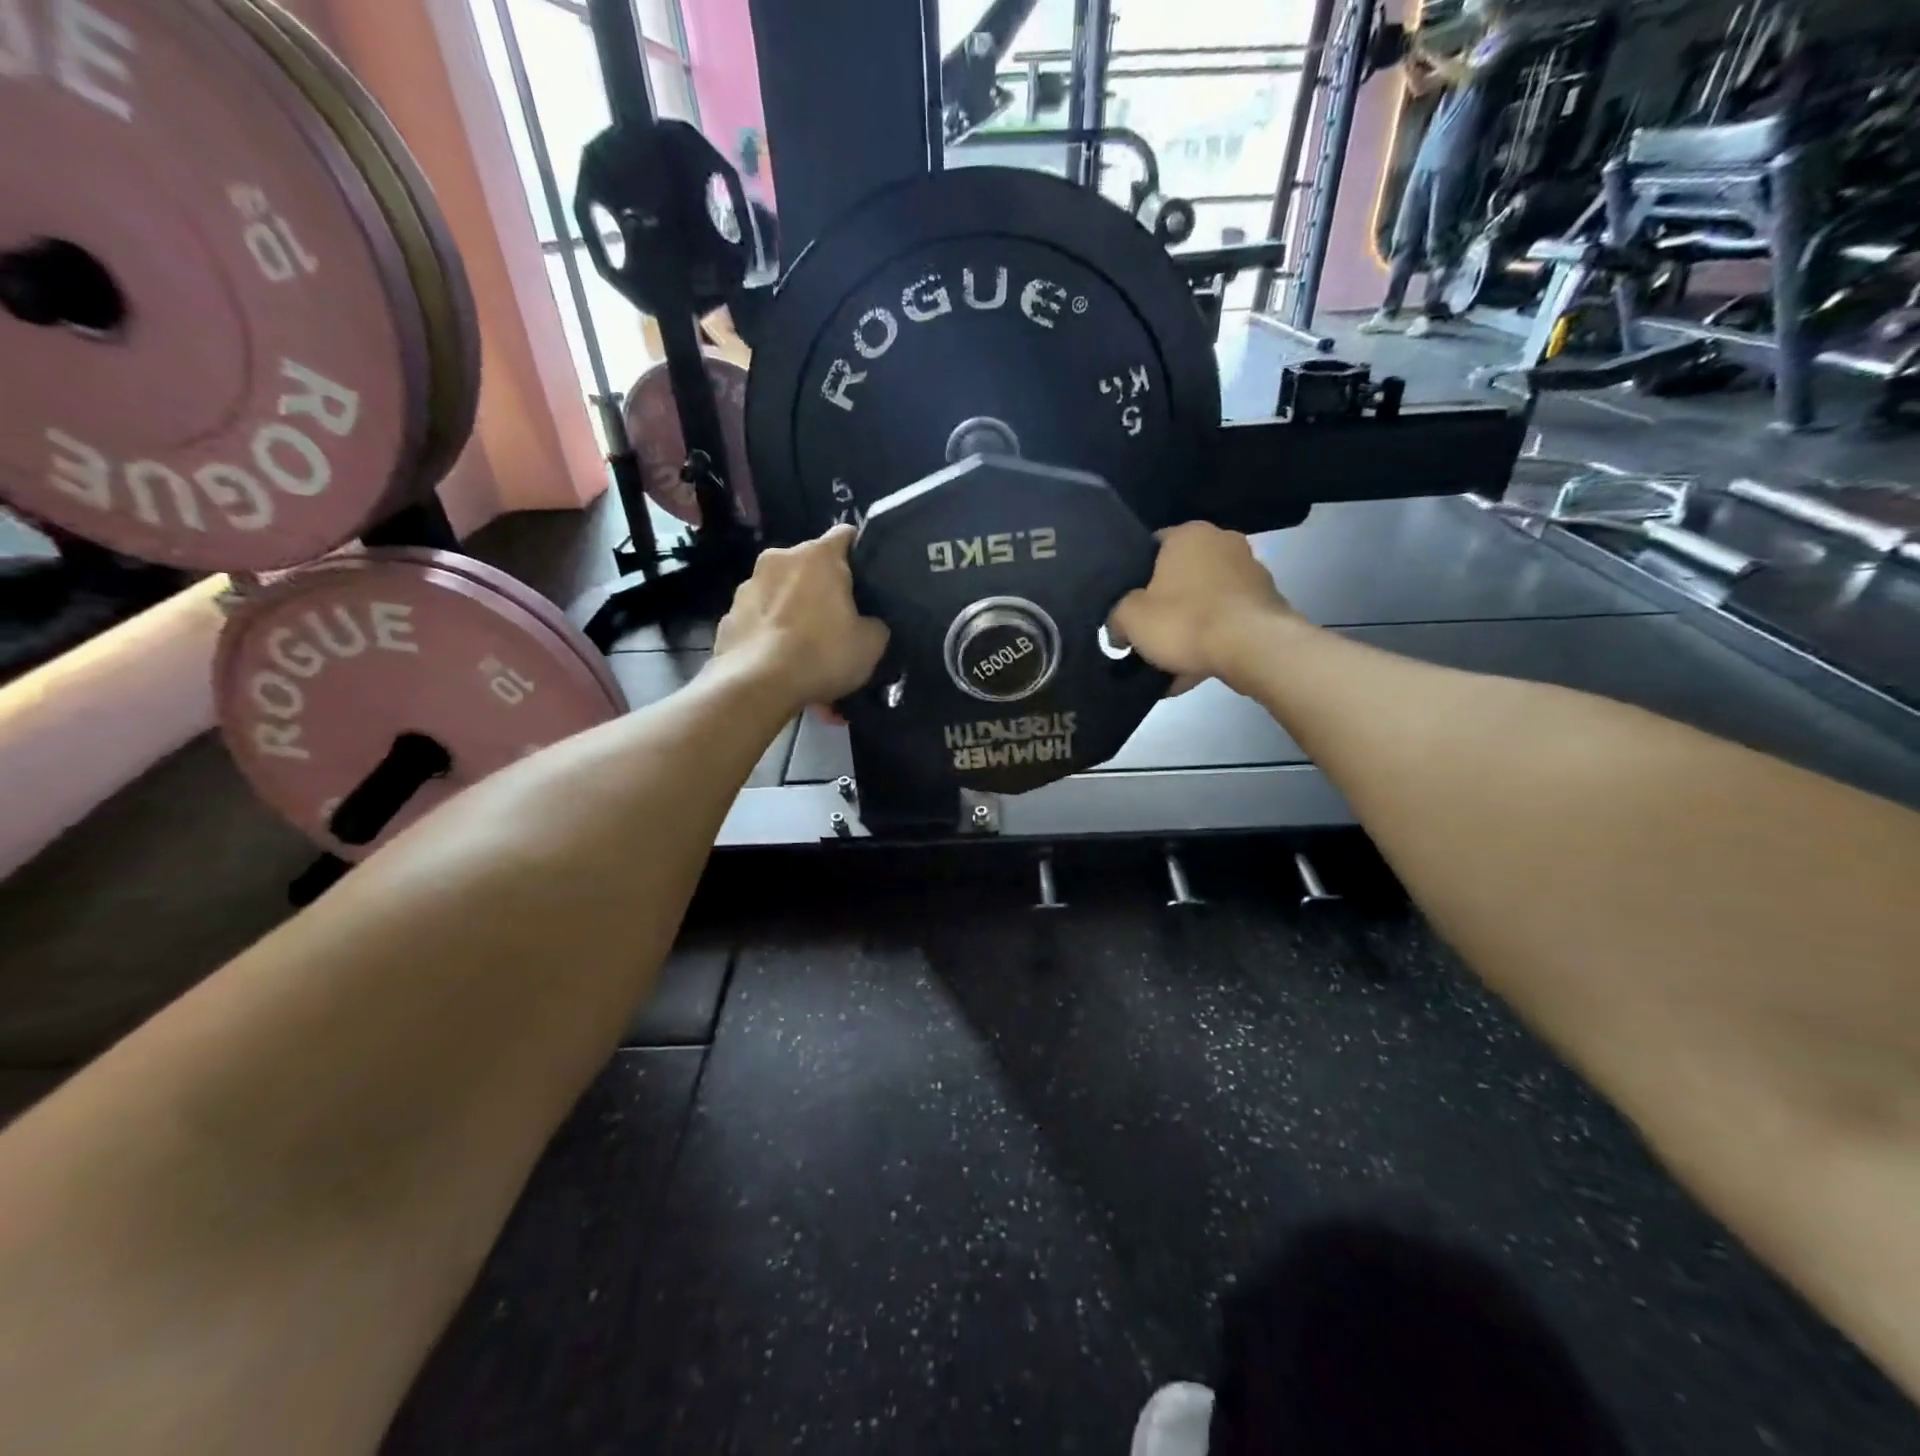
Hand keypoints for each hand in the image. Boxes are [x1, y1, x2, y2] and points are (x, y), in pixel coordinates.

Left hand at [713, 525, 888, 708]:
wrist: (756, 686)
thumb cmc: (821, 654)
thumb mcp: (871, 644)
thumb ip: (875, 623)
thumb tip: (868, 622)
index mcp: (818, 555)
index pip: (846, 534)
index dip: (861, 552)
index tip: (868, 578)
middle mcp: (779, 559)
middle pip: (810, 565)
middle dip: (823, 587)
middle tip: (838, 621)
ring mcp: (748, 586)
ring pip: (781, 592)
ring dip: (794, 611)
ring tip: (805, 648)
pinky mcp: (728, 616)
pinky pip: (759, 619)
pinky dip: (771, 634)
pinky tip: (780, 662)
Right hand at [1109, 523, 1296, 685]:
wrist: (1253, 648)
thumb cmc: (1185, 621)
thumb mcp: (1130, 619)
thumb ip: (1116, 618)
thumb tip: (1117, 629)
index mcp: (1188, 534)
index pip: (1151, 547)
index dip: (1135, 576)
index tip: (1127, 604)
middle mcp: (1223, 542)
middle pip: (1181, 575)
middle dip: (1166, 603)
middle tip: (1148, 633)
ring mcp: (1251, 571)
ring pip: (1206, 601)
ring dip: (1190, 626)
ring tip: (1171, 661)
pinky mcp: (1267, 603)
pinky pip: (1227, 622)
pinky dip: (1212, 641)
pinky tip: (1195, 670)